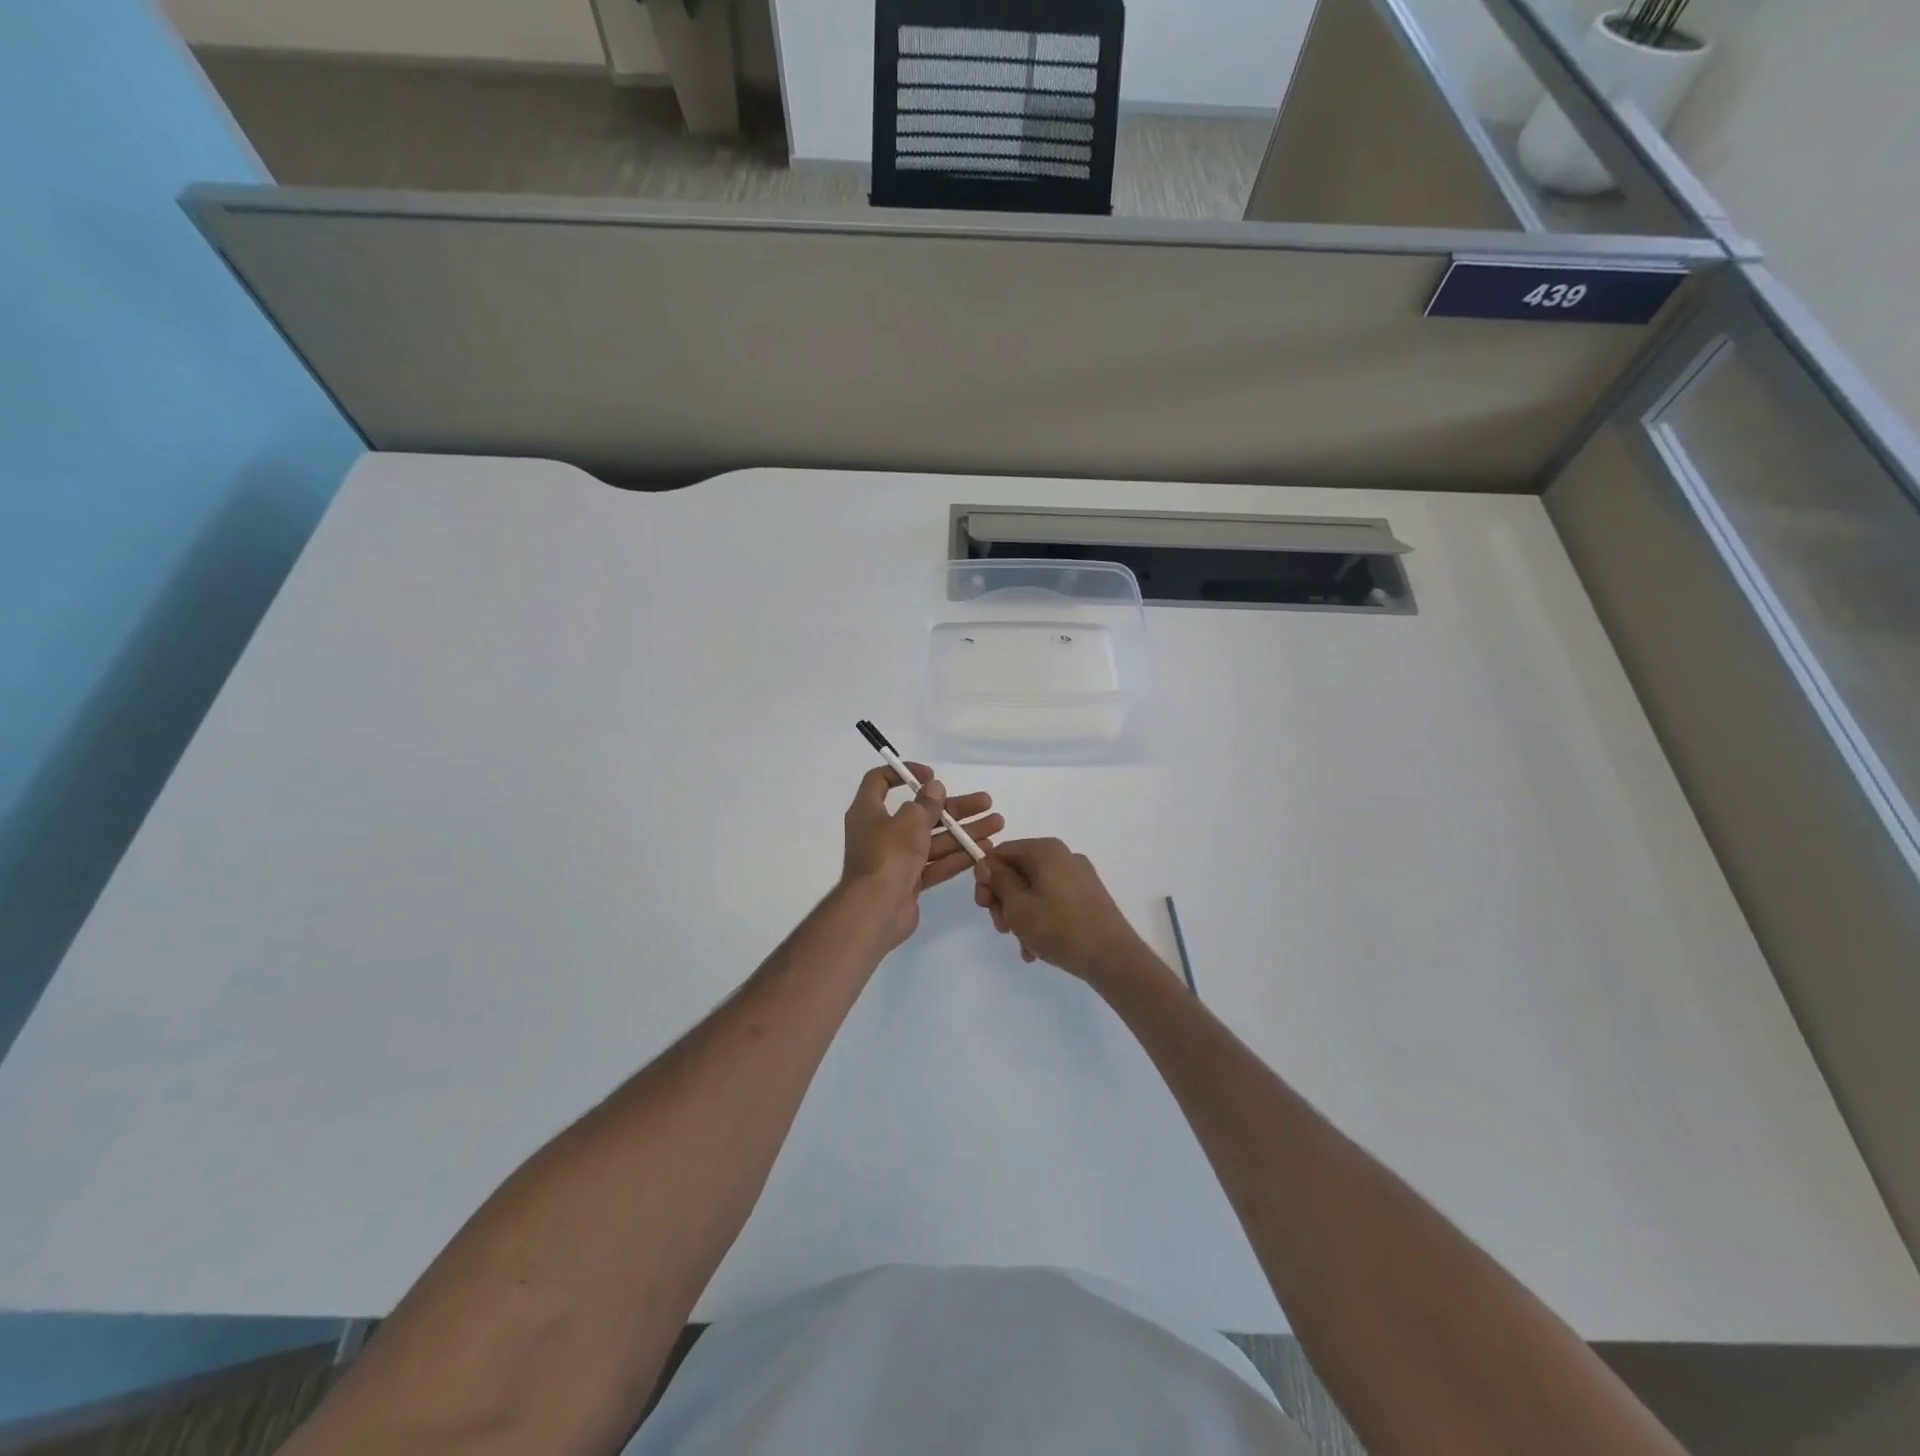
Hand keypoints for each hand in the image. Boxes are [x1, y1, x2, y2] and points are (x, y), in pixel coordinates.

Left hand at [843, 763, 1003, 949]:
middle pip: (921, 812)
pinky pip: (935, 863)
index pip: (880, 782)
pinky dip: (957, 856)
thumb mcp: (910, 821)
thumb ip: (926, 803)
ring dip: (964, 831)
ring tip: (997, 824)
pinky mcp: (908, 881)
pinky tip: (984, 849)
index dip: (905, 773)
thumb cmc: (888, 855)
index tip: (932, 776)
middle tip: (986, 802)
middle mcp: (881, 832)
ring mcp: (895, 859)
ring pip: (933, 839)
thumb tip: (934, 788)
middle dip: (955, 808)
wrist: (875, 910)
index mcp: (869, 811)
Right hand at [972, 838, 1151, 984]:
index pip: (1002, 852)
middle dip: (1004, 900)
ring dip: (1021, 916)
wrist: (1112, 957)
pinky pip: (1053, 901)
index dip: (986, 877)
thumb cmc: (1059, 928)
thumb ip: (998, 881)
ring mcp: (1079, 877)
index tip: (983, 905)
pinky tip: (1036, 948)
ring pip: (1034, 890)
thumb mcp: (1018, 906)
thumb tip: (987, 863)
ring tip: (1022, 945)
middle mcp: (1064, 856)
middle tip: (1002, 928)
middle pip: (1019, 871)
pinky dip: (1040, 919)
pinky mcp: (1088, 897)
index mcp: (1045, 850)